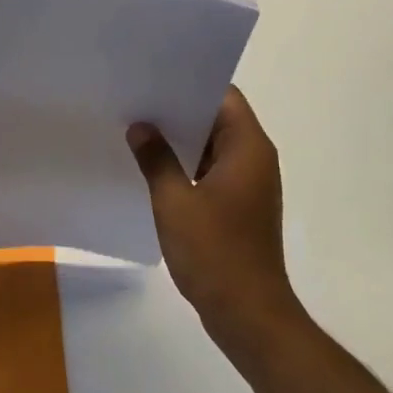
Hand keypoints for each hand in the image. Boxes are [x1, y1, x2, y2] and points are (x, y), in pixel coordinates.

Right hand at [128, 87, 307, 361]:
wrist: (249, 315)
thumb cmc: (215, 252)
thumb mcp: (175, 202)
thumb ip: (156, 159)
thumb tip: (140, 128)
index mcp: (248, 148)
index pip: (224, 96)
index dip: (191, 83)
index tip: (155, 78)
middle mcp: (255, 159)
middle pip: (218, 119)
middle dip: (179, 111)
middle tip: (137, 101)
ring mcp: (249, 184)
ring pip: (213, 146)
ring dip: (182, 140)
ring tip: (139, 130)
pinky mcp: (240, 206)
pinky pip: (212, 171)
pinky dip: (187, 165)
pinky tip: (154, 168)